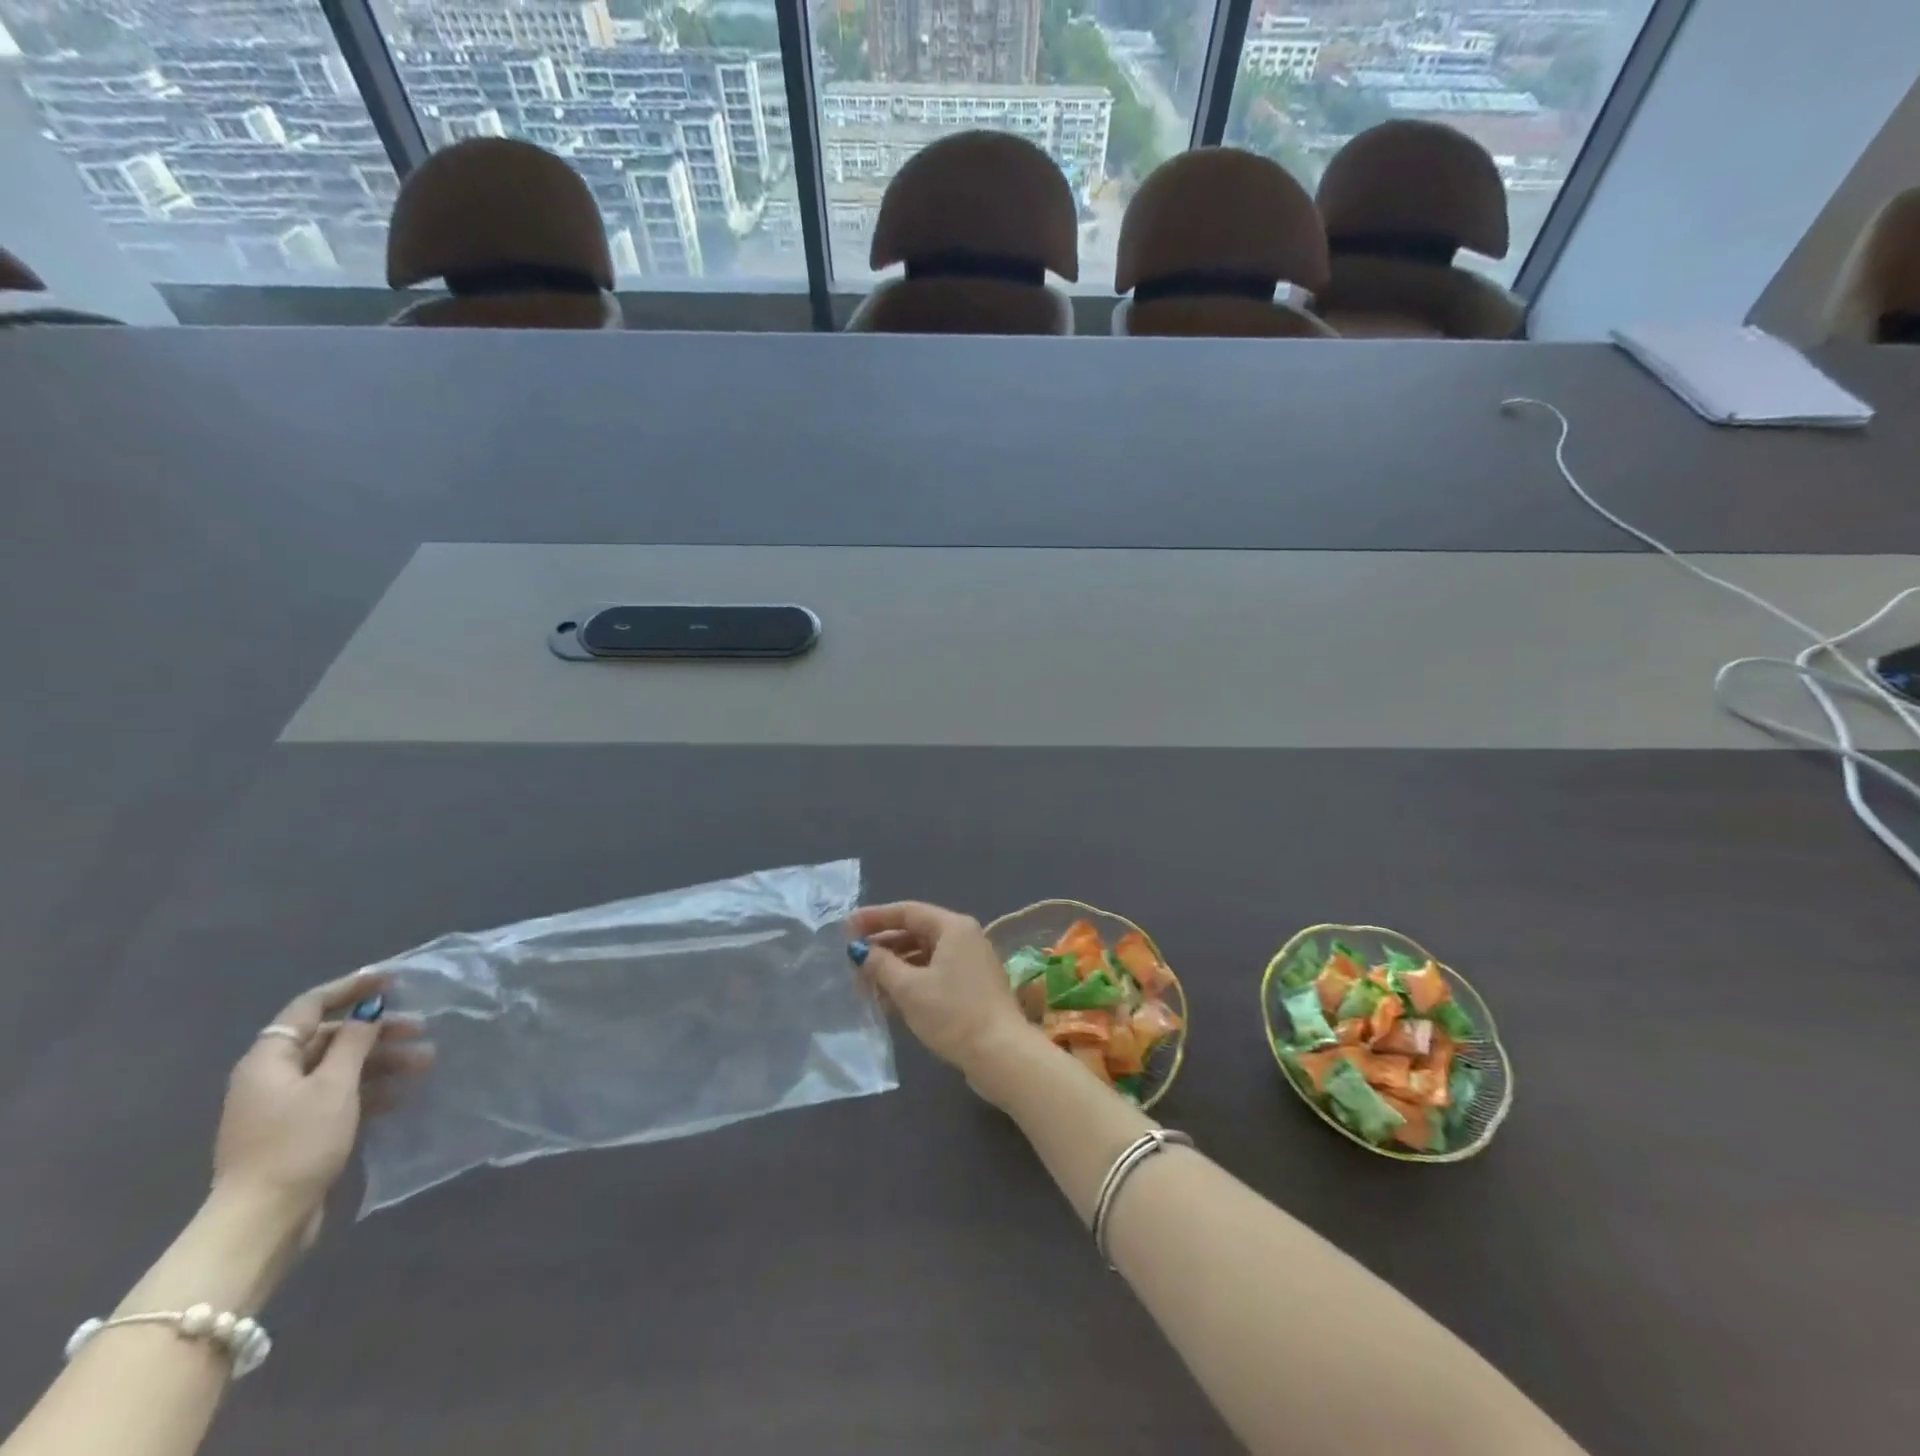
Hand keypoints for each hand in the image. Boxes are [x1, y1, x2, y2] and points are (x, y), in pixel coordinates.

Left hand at [212, 969, 432, 1230]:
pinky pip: (339, 1095)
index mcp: (269, 1059)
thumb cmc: (297, 1142)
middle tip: (420, 1028)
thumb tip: (368, 1011)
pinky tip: (403, 1093)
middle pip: (329, 1038)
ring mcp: (284, 1106)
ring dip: (382, 1060)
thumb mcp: (334, 1085)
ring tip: (425, 1062)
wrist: (262, 1220)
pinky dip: (371, 1088)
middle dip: (377, 1031)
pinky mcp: (299, 1131)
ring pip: (340, 1067)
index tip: (393, 980)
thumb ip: (354, 1042)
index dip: (351, 988)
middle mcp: (272, 1076)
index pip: (310, 1006)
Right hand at [849, 903, 1040, 1092]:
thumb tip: (860, 950)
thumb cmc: (953, 1014)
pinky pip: (935, 974)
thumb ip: (881, 965)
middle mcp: (965, 938)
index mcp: (953, 927)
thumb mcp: (909, 988)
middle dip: (883, 945)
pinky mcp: (972, 988)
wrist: (1001, 1054)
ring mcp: (971, 963)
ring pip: (924, 956)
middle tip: (851, 958)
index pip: (908, 912)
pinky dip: (911, 982)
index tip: (846, 927)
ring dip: (895, 967)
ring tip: (865, 983)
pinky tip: (888, 1000)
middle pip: (916, 932)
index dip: (875, 917)